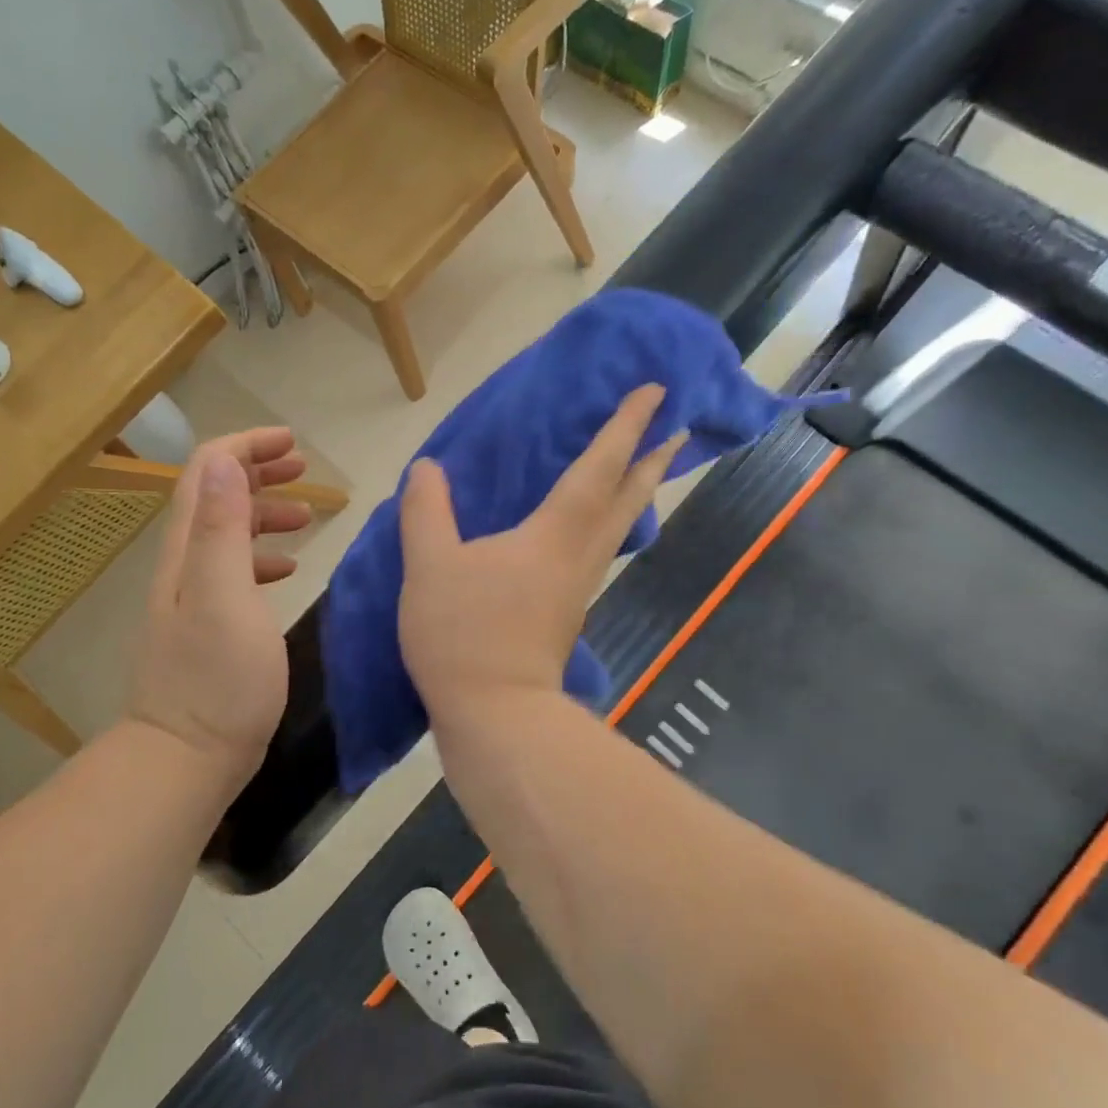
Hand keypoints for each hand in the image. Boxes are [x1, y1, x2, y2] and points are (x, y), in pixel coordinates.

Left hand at [127, 428, 311, 789]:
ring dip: (264, 512)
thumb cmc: (216, 677)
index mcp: (190, 549)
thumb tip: (225, 461)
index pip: (207, 471)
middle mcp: (186, 563)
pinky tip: (289, 568)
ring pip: (228, 532)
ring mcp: (195, 595)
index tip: (292, 444)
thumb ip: (223, 529)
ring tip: (307, 516)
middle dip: (257, 471)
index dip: (246, 446)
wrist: (185, 756)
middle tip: (304, 470)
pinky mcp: (210, 625)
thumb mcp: (225, 596)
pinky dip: (263, 556)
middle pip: (216, 495)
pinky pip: (236, 571)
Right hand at [397, 386, 683, 717]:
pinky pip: (597, 553)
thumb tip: (427, 468)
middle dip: (654, 461)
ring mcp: (578, 588)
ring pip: (619, 529)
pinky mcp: (567, 613)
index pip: (598, 467)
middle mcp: (579, 556)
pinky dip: (608, 527)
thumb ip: (426, 511)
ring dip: (639, 494)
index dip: (625, 427)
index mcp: (553, 534)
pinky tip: (589, 532)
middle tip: (680, 432)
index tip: (656, 392)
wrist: (495, 716)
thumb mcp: (430, 565)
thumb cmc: (464, 634)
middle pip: (627, 500)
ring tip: (646, 472)